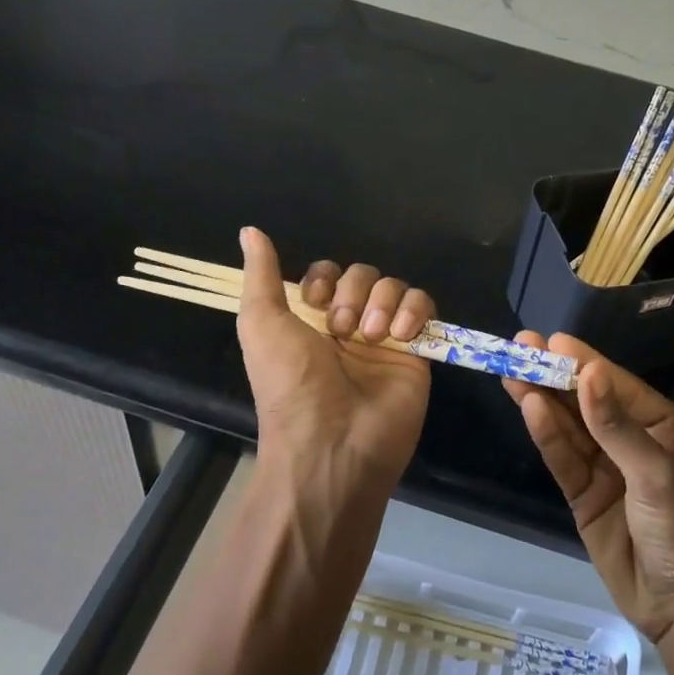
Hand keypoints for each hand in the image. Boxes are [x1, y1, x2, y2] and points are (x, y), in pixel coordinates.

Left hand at [236, 227, 434, 493]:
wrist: (334, 444)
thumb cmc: (292, 385)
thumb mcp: (262, 325)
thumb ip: (260, 276)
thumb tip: (249, 229)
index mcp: (310, 321)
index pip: (327, 275)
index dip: (325, 280)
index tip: (316, 302)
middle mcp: (348, 326)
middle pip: (363, 275)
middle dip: (354, 293)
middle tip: (343, 330)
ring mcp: (385, 338)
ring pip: (394, 286)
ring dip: (382, 302)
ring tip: (371, 336)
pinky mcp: (417, 351)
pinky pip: (424, 306)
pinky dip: (415, 310)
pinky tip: (402, 333)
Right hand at [503, 333, 673, 674]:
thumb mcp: (657, 473)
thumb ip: (616, 425)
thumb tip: (588, 373)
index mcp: (660, 426)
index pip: (614, 384)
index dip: (582, 361)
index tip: (549, 340)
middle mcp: (630, 440)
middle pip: (585, 400)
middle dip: (554, 374)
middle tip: (519, 345)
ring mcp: (605, 468)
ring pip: (568, 426)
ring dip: (542, 399)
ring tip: (511, 370)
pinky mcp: (584, 496)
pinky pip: (562, 458)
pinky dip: (546, 435)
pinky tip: (528, 408)